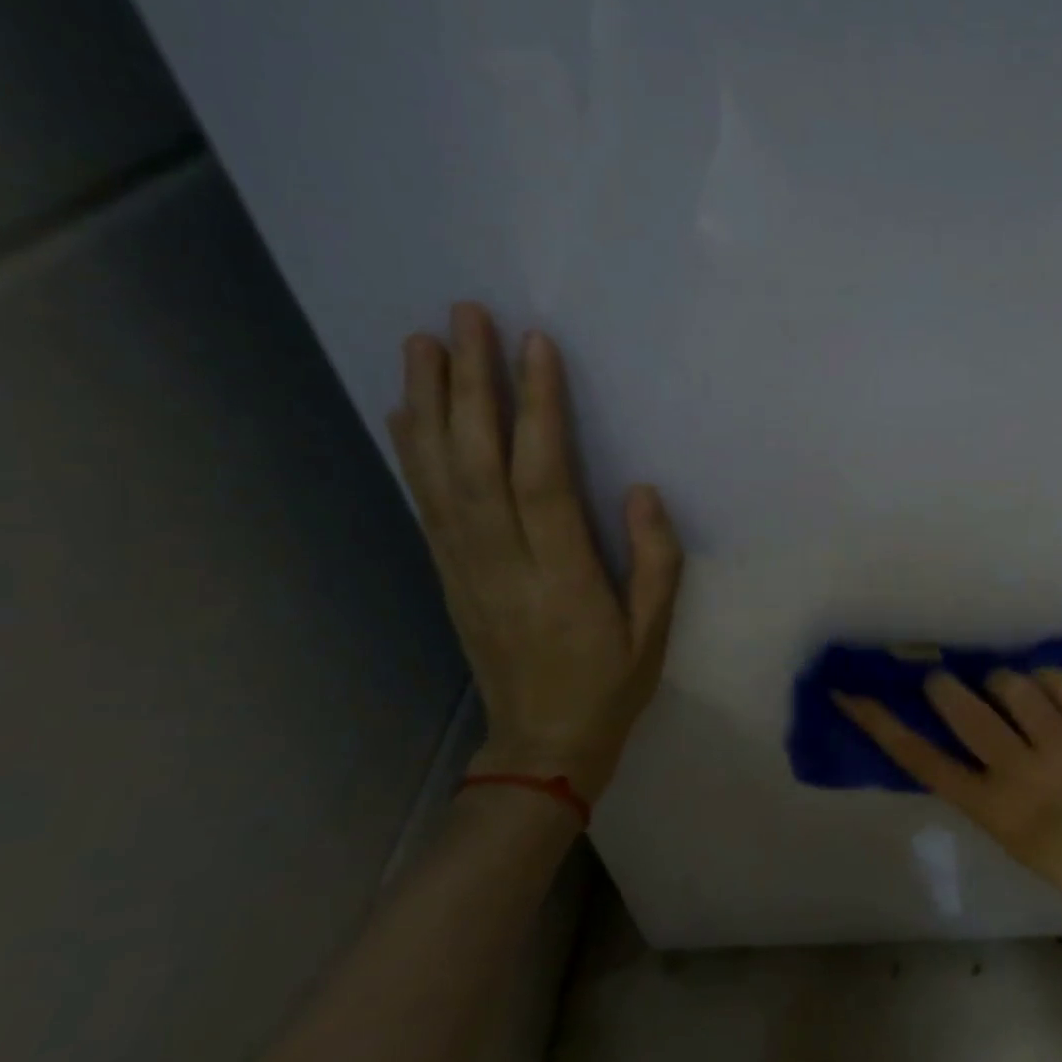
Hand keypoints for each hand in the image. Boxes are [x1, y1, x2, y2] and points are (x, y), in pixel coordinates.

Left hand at [387, 303, 681, 798]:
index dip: (538, 410)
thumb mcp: (655, 632)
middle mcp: (503, 563)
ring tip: (422, 343)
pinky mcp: (447, 574)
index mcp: (562, 577)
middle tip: (465, 317)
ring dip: (428, 405)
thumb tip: (640, 489)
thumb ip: (656, 560)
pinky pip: (425, 505)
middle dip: (470, 385)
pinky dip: (411, 452)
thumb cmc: (610, 684)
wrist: (540, 744)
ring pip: (440, 476)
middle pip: (478, 463)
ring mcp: (465, 568)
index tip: (536, 346)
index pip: (542, 478)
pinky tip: (405, 411)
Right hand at [834, 670, 1061, 915]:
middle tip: (945, 683)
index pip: (920, 757)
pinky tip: (1046, 693)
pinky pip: (1060, 679)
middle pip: (963, 707)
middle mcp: (1022, 774)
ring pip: (1012, 683)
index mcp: (989, 807)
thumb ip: (969, 777)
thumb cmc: (1054, 853)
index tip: (850, 692)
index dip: (880, 722)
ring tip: (1008, 693)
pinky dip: (1046, 679)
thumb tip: (942, 718)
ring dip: (1001, 682)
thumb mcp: (998, 825)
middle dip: (944, 686)